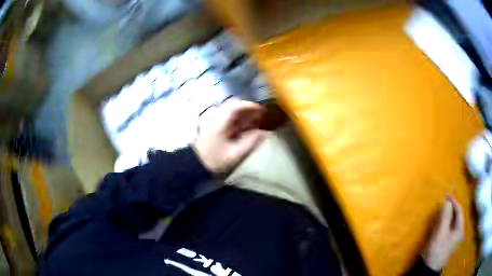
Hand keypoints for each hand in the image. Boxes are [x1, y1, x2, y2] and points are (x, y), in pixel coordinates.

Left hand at [192, 100, 267, 173]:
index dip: (248, 105)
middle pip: (232, 108)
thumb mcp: (235, 155)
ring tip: (256, 121)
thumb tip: (265, 133)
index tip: (260, 109)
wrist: (196, 167)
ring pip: (231, 114)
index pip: (234, 107)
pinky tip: (246, 128)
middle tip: (260, 115)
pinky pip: (228, 121)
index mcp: (220, 124)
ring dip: (244, 116)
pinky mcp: (214, 130)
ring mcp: (215, 124)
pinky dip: (239, 122)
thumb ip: (250, 143)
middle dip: (248, 110)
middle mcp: (217, 120)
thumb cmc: (215, 161)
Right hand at [421, 195, 463, 270]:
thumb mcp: (440, 233)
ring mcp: (454, 240)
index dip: (454, 201)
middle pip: (457, 217)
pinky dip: (447, 223)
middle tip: (444, 202)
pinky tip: (442, 224)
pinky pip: (450, 229)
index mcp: (460, 229)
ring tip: (443, 211)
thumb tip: (447, 201)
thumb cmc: (436, 250)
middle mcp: (459, 233)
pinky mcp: (449, 244)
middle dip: (452, 208)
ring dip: (449, 216)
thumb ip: (445, 216)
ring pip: (454, 223)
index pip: (459, 211)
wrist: (429, 270)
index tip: (446, 195)